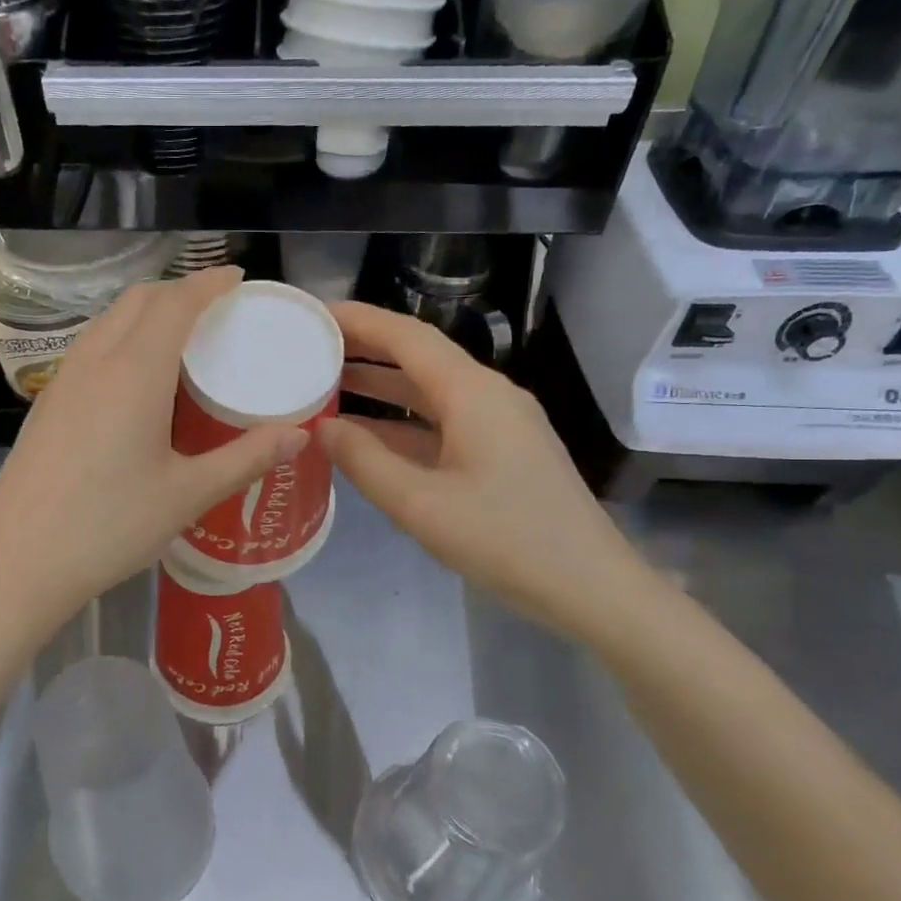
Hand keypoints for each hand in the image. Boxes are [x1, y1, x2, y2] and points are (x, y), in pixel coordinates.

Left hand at [0, 268, 307, 638]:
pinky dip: (123, 338)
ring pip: (109, 320)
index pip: (176, 302)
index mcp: (135, 371)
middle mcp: (95, 361)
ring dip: (147, 312)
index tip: (239, 279)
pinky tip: (137, 379)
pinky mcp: (47, 403)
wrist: (16, 562)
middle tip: (217, 310)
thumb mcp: (188, 495)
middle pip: (139, 300)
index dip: (210, 283)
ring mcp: (63, 380)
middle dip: (180, 291)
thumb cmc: (109, 527)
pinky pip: (91, 346)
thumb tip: (299, 435)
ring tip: (182, 339)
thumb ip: (246, 459)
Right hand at [319, 302, 655, 643]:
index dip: (358, 320)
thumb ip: (365, 462)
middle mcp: (488, 395)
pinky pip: (443, 422)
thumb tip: (323, 428)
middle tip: (310, 348)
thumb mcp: (421, 505)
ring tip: (328, 385)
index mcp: (472, 394)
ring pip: (430, 391)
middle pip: (419, 357)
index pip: (407, 337)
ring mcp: (500, 423)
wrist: (590, 587)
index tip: (314, 313)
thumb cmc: (505, 540)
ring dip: (382, 387)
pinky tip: (369, 436)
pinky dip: (403, 422)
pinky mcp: (503, 451)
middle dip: (365, 349)